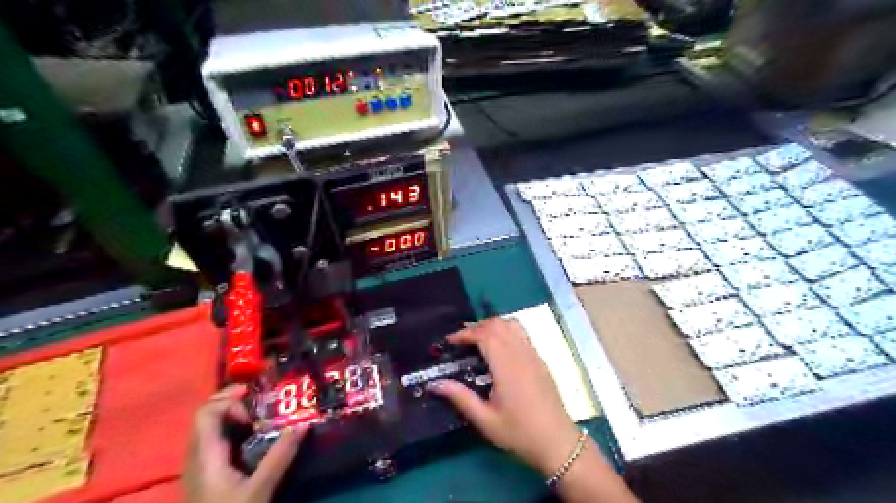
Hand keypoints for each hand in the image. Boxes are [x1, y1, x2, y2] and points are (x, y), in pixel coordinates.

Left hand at [181, 385, 307, 502]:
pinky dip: (231, 428)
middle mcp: (196, 456)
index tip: (257, 403)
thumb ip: (280, 456)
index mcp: (205, 456)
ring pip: (209, 426)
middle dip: (233, 401)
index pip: (206, 412)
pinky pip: (213, 439)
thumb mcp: (260, 489)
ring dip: (232, 414)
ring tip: (260, 415)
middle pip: (205, 415)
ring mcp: (197, 465)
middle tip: (262, 400)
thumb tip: (303, 423)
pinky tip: (251, 436)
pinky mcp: (205, 473)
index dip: (230, 400)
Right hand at [426, 318, 580, 474]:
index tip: (450, 341)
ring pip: (512, 325)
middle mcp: (521, 354)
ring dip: (492, 326)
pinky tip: (498, 348)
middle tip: (461, 341)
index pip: (485, 335)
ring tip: (478, 340)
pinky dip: (505, 331)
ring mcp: (533, 354)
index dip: (465, 333)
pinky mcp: (540, 359)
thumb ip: (460, 398)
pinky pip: (521, 333)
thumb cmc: (519, 433)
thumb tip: (435, 384)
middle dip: (477, 327)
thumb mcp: (485, 420)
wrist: (557, 442)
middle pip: (498, 324)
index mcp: (507, 366)